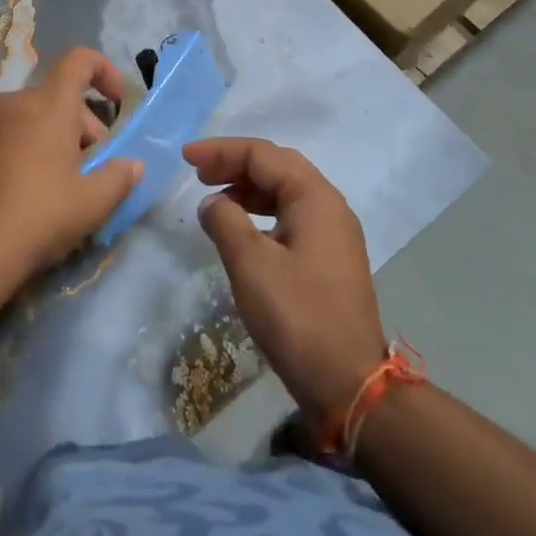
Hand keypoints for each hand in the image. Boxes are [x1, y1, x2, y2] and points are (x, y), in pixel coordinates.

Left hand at [0, 48, 142, 289]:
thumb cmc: (42, 215)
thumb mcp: (95, 201)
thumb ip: (120, 176)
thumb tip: (132, 165)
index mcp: (48, 104)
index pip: (79, 60)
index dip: (104, 71)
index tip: (118, 103)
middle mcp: (14, 102)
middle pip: (58, 95)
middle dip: (84, 123)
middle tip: (93, 165)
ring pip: (31, 115)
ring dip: (54, 136)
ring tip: (62, 180)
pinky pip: (7, 133)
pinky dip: (26, 147)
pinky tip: (28, 189)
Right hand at [188, 138, 387, 425]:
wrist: (349, 384)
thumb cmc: (297, 317)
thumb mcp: (251, 264)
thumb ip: (225, 221)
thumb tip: (213, 203)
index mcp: (315, 198)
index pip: (263, 155)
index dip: (221, 151)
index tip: (186, 158)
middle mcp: (329, 206)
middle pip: (278, 166)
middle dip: (236, 163)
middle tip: (198, 172)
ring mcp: (334, 234)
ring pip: (286, 191)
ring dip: (248, 187)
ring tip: (214, 198)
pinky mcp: (330, 259)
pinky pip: (291, 216)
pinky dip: (261, 212)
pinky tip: (241, 229)